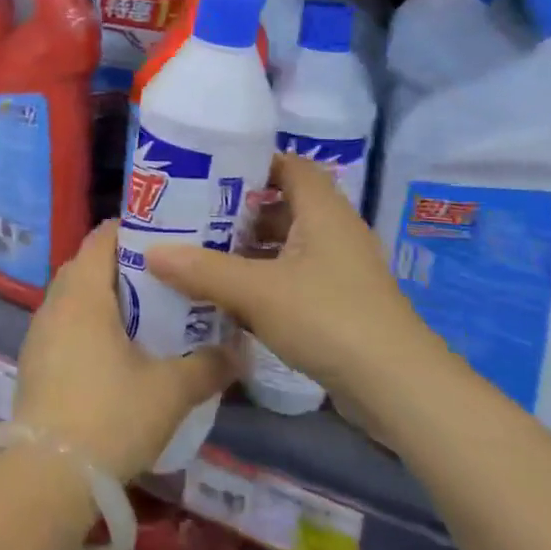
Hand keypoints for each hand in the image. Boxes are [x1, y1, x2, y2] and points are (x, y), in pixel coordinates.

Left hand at [14, 220, 236, 481]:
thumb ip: (208, 366)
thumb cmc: (110, 416)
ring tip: (147, 315)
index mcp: (83, 292)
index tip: (168, 239)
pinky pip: (65, 326)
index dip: (134, 229)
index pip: (103, 236)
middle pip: (88, 265)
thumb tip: (241, 352)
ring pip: (75, 298)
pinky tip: (117, 354)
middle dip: (125, 266)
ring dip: (106, 299)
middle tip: (166, 278)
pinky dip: (90, 326)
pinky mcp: (34, 364)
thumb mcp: (170, 391)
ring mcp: (39, 334)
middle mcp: (54, 303)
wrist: (47, 479)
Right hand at [146, 154, 429, 410]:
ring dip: (251, 248)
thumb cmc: (328, 318)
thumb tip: (152, 252)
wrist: (397, 386)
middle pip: (285, 204)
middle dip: (241, 210)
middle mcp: (335, 231)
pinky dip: (266, 279)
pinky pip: (295, 276)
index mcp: (323, 210)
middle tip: (195, 215)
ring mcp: (341, 269)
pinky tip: (233, 296)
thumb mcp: (257, 291)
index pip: (290, 165)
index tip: (211, 172)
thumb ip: (203, 270)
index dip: (253, 162)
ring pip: (288, 244)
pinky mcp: (341, 302)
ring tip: (204, 254)